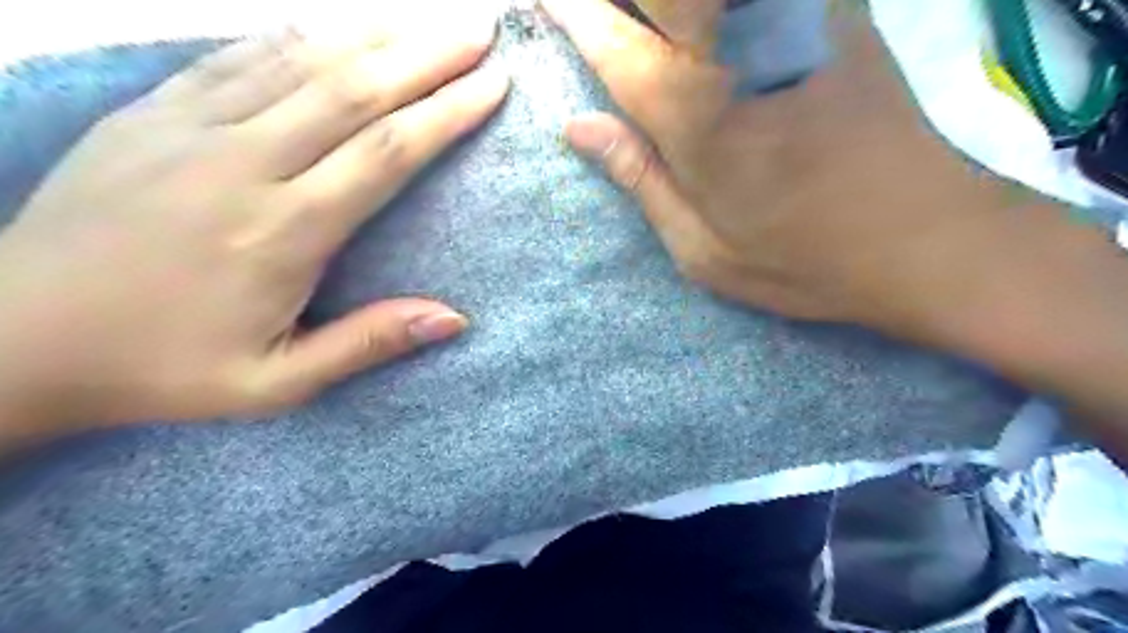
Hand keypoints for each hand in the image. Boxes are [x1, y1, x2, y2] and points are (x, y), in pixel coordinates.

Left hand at [0, 13, 511, 433]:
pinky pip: (240, 58)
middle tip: (480, 30)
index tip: (492, 85)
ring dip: (376, 34)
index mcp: (284, 231)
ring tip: (428, 18)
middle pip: (356, 91)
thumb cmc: (164, 368)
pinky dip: (298, 37)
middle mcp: (245, 164)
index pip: (387, 152)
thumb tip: (455, 318)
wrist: (13, 340)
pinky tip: (336, 26)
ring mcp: (191, 128)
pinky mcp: (152, 113)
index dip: (447, 113)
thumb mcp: (278, 383)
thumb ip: (369, 344)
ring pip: (303, 62)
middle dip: (428, 55)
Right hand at [548, 1, 1037, 342]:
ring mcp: (793, 17)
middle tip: (597, 13)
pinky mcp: (839, 9)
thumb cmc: (801, 258)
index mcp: (692, 114)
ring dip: (675, 3)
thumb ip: (637, 176)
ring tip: (653, 23)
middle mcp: (735, 48)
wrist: (926, 240)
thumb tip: (577, 126)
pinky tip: (712, 18)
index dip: (569, 10)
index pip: (609, 38)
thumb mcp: (701, 247)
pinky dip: (728, 3)